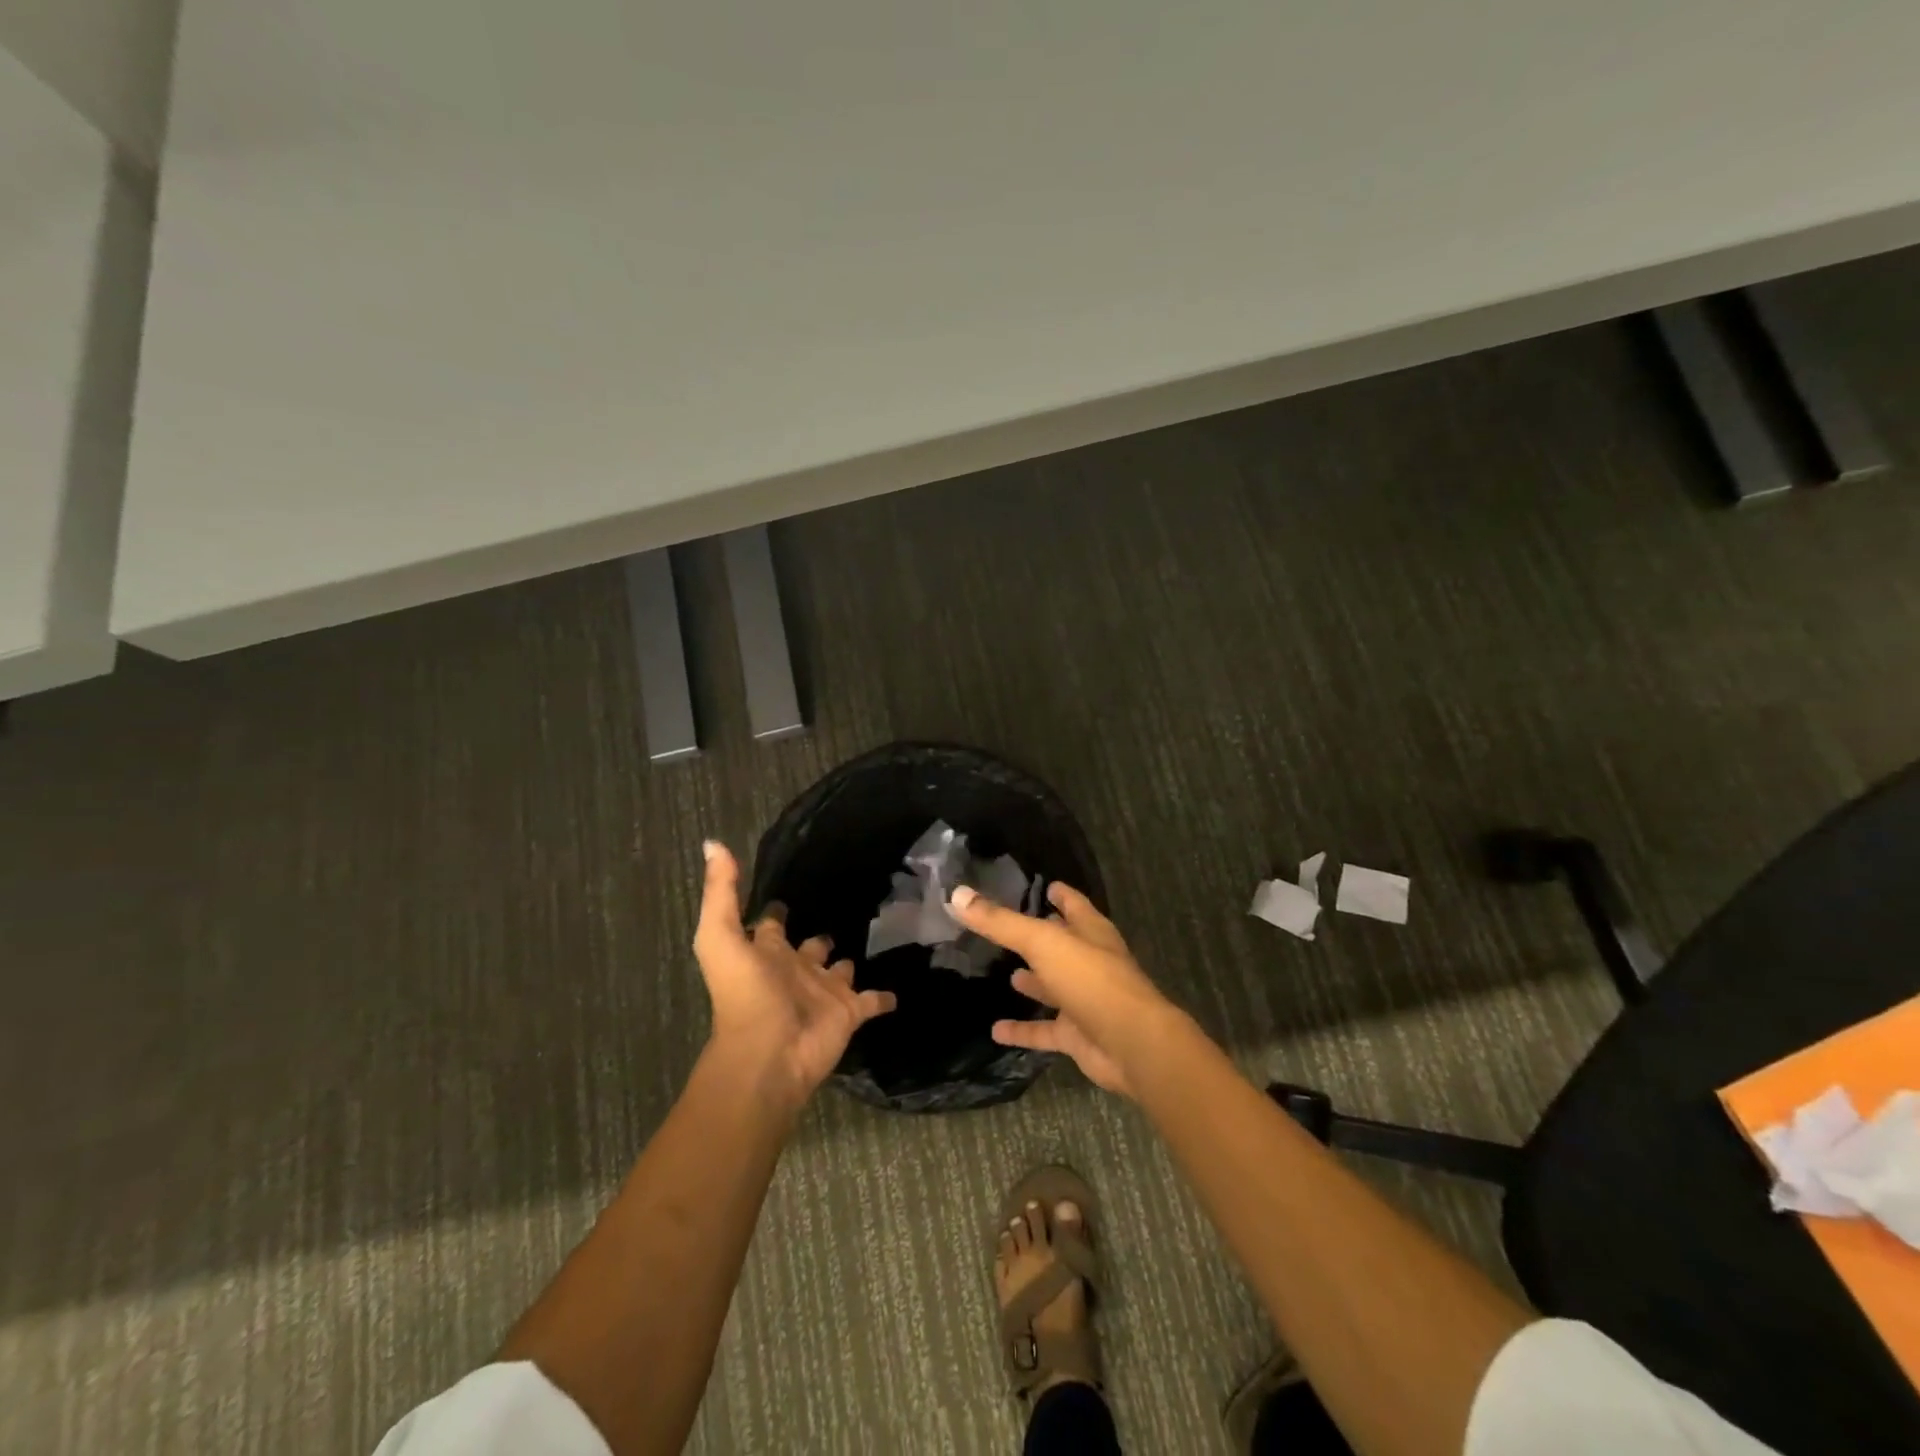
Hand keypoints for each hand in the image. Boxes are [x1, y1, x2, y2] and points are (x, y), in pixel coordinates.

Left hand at [693, 841, 896, 1109]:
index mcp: (767, 952)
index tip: (790, 886)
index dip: (776, 909)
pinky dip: (884, 997)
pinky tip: (899, 988)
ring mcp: (824, 992)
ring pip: (840, 972)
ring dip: (848, 962)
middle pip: (809, 947)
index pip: (771, 924)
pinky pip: (872, 1001)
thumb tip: (714, 843)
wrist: (770, 1053)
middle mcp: (795, 969)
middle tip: (841, 908)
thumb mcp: (720, 937)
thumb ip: (722, 892)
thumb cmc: (745, 994)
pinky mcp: (849, 1012)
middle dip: (818, 935)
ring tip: (874, 940)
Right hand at [950, 881, 1174, 1098]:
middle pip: (1063, 945)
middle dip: (1041, 937)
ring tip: (1008, 974)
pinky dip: (1022, 1029)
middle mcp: (1090, 962)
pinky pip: (1044, 1029)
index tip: (1044, 885)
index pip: (1074, 904)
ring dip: (1035, 981)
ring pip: (1055, 986)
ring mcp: (1085, 1000)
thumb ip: (1000, 922)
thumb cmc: (1091, 980)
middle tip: (1009, 930)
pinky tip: (996, 1030)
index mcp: (1091, 932)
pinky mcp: (1078, 1035)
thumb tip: (958, 895)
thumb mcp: (1042, 942)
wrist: (1131, 1044)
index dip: (1060, 894)